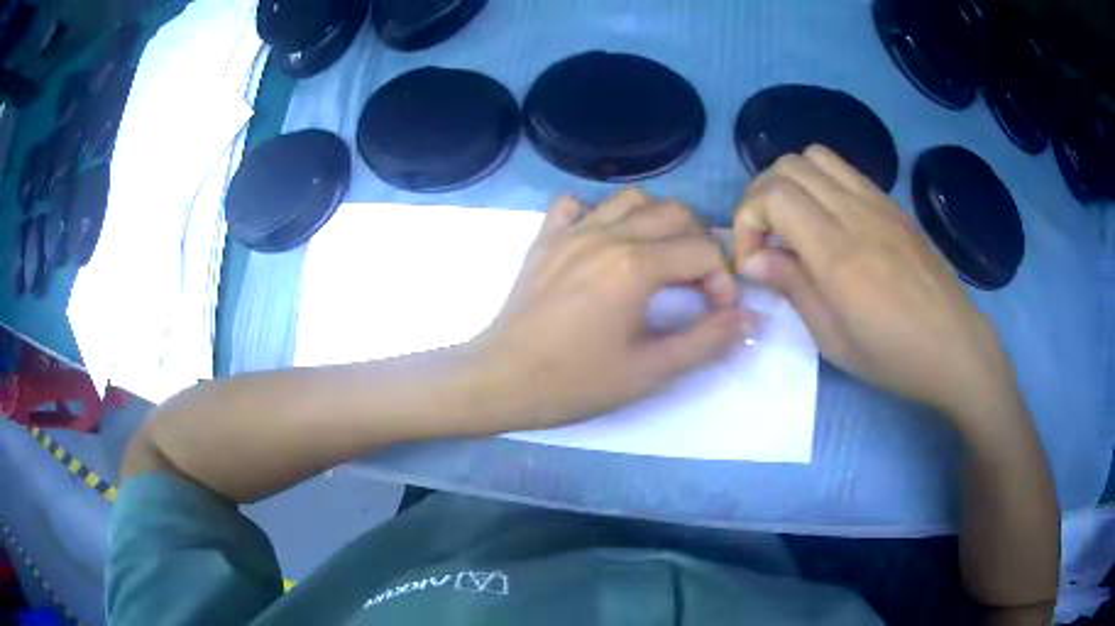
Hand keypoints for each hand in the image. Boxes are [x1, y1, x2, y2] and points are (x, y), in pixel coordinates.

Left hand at [473, 188, 755, 430]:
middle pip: (675, 213)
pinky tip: (603, 243)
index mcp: (636, 265)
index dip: (724, 280)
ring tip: (658, 260)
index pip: (704, 251)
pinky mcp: (546, 237)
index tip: (719, 312)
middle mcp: (608, 234)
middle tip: (695, 284)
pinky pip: (576, 204)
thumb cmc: (576, 382)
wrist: (501, 380)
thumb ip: (707, 341)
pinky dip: (599, 214)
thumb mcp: (651, 371)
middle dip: (699, 244)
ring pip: (632, 199)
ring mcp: (572, 230)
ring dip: (657, 222)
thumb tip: (751, 318)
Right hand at [732, 145, 1016, 419]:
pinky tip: (827, 220)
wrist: (953, 345)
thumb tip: (752, 260)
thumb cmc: (892, 355)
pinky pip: (844, 170)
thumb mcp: (832, 338)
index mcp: (837, 252)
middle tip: (765, 239)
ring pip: (815, 156)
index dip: (747, 221)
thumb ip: (792, 286)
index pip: (773, 196)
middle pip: (788, 166)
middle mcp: (854, 212)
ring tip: (793, 223)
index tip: (752, 261)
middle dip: (760, 197)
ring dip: (790, 182)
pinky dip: (820, 182)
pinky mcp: (891, 204)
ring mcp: (876, 202)